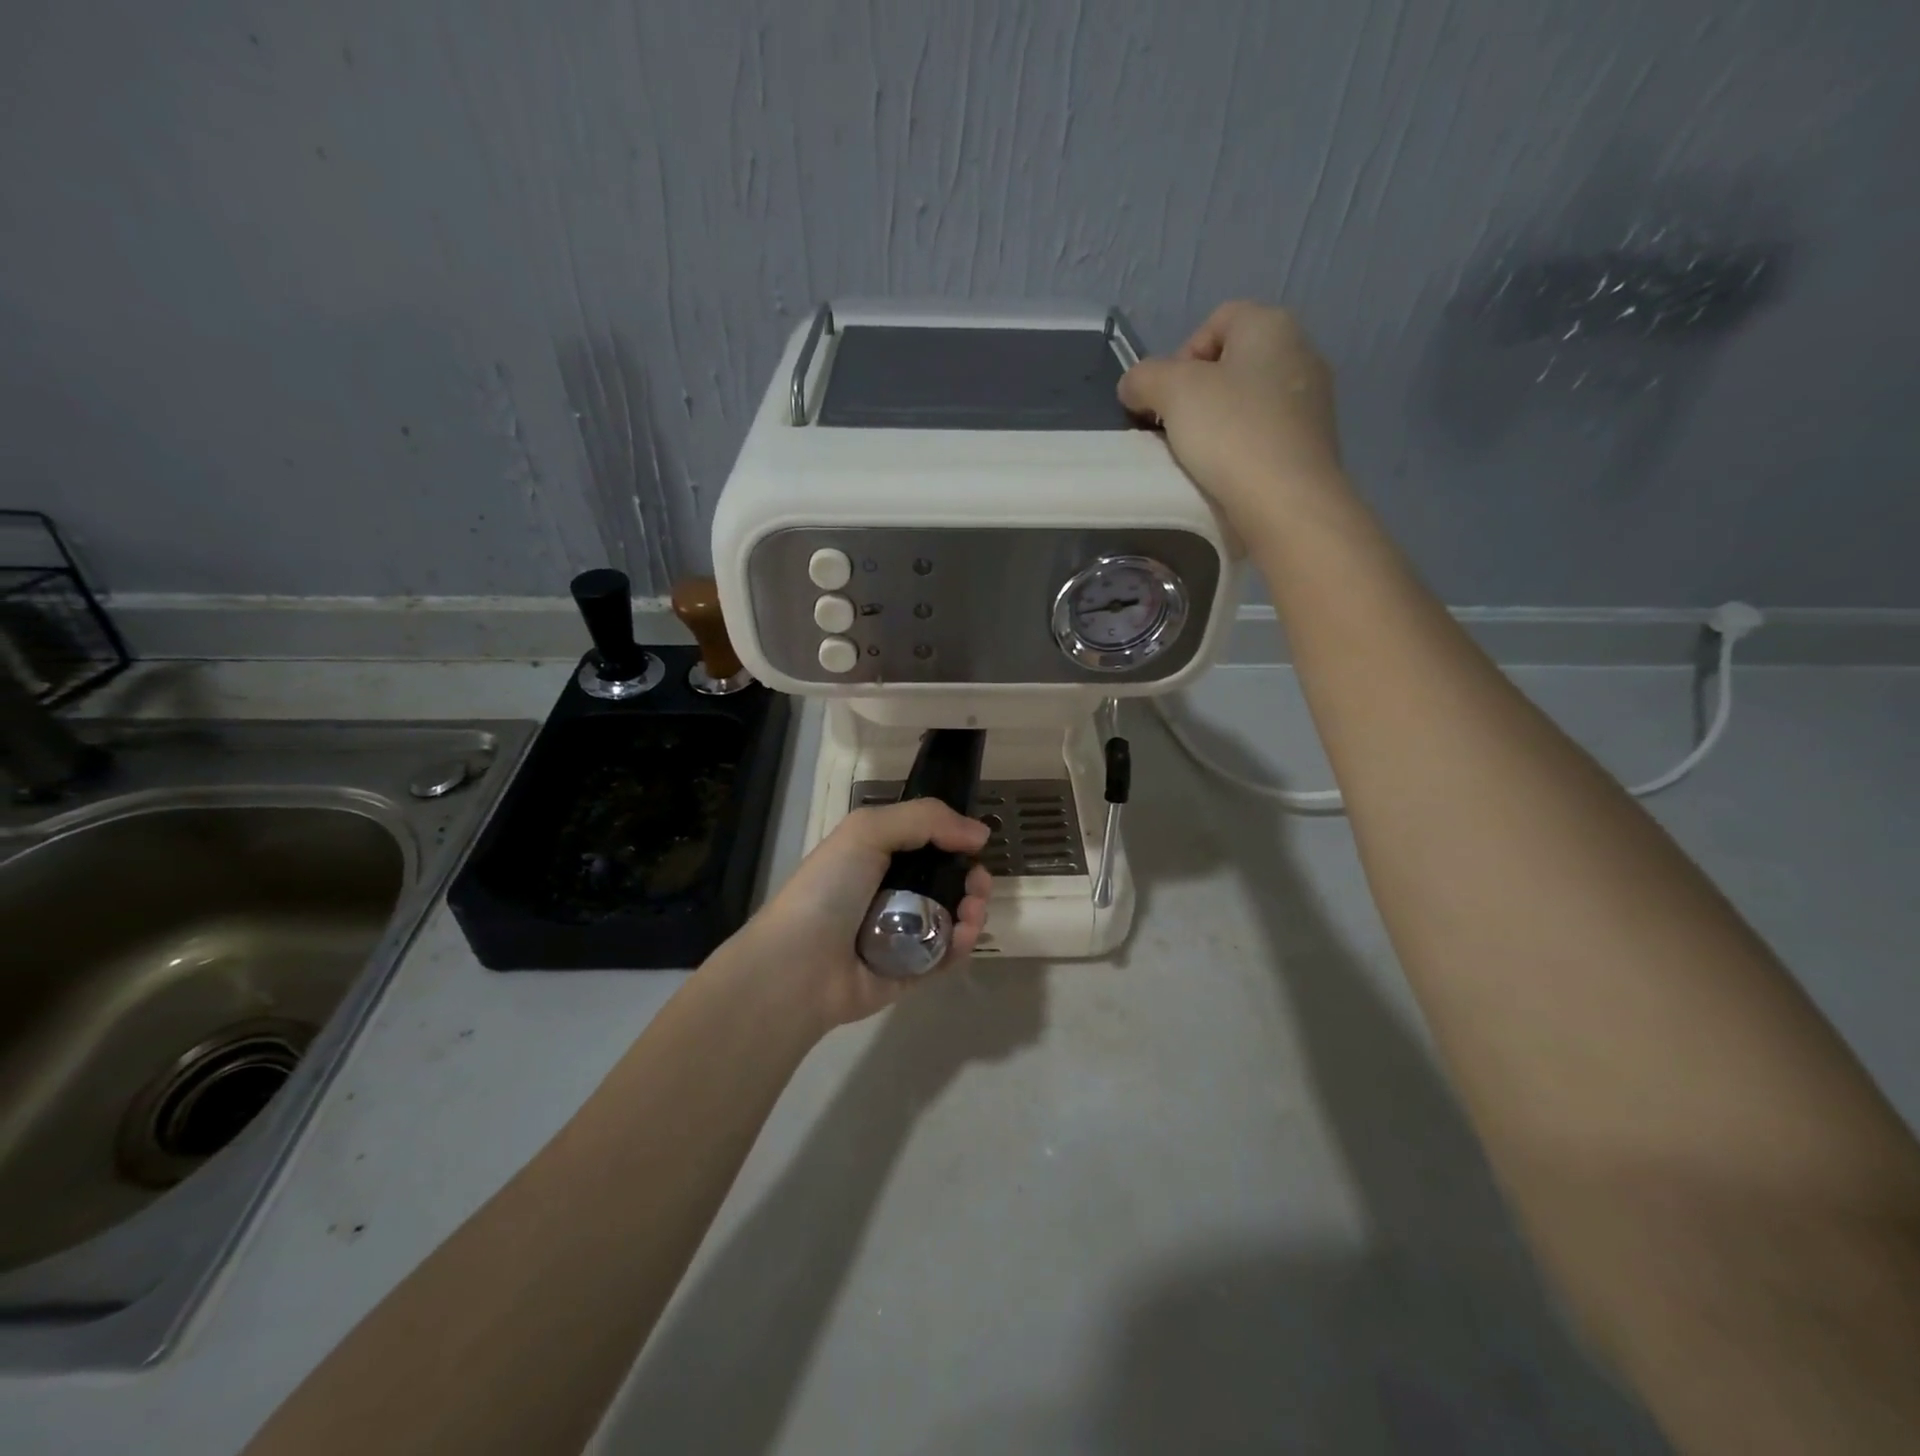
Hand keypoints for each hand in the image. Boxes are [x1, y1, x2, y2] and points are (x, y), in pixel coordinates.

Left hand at [720, 800, 993, 1029]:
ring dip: (973, 910)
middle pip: (948, 880)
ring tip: (971, 912)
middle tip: (978, 883)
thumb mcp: (867, 831)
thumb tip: (981, 833)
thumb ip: (926, 819)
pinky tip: (964, 935)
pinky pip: (948, 954)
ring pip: (954, 917)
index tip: (975, 843)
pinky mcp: (912, 971)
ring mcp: (903, 934)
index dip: (955, 840)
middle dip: (972, 878)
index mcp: (877, 857)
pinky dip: (963, 943)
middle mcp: (892, 892)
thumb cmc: (828, 890)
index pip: (928, 842)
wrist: (798, 967)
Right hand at [1118, 301, 1348, 533]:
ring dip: (1216, 425)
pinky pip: (1264, 436)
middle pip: (1231, 364)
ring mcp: (1313, 401)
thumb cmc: (1230, 432)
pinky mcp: (1313, 445)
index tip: (1164, 399)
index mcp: (1271, 325)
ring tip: (1196, 458)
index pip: (1216, 321)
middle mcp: (1301, 352)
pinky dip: (1240, 450)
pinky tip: (1224, 476)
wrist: (1287, 502)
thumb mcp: (1171, 392)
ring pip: (1247, 403)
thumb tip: (1134, 386)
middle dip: (1196, 395)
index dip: (1180, 356)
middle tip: (1173, 430)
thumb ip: (1143, 378)